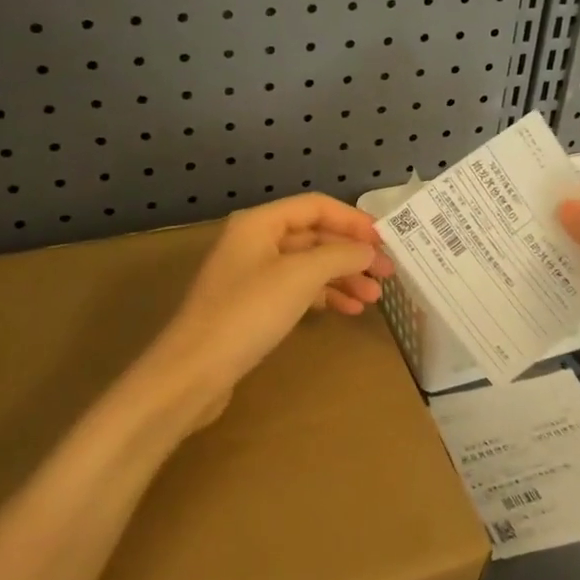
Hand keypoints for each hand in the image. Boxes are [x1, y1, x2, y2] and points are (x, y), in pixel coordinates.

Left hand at [147, 194, 394, 425]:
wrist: (192, 372)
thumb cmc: (247, 313)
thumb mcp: (299, 277)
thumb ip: (339, 256)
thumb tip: (368, 251)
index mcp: (260, 223)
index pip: (316, 206)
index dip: (353, 220)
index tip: (385, 240)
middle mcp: (254, 241)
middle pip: (314, 236)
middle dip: (351, 253)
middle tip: (387, 274)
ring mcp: (251, 274)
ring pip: (307, 265)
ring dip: (342, 277)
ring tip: (373, 298)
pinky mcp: (251, 306)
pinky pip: (296, 290)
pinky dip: (323, 296)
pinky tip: (347, 310)